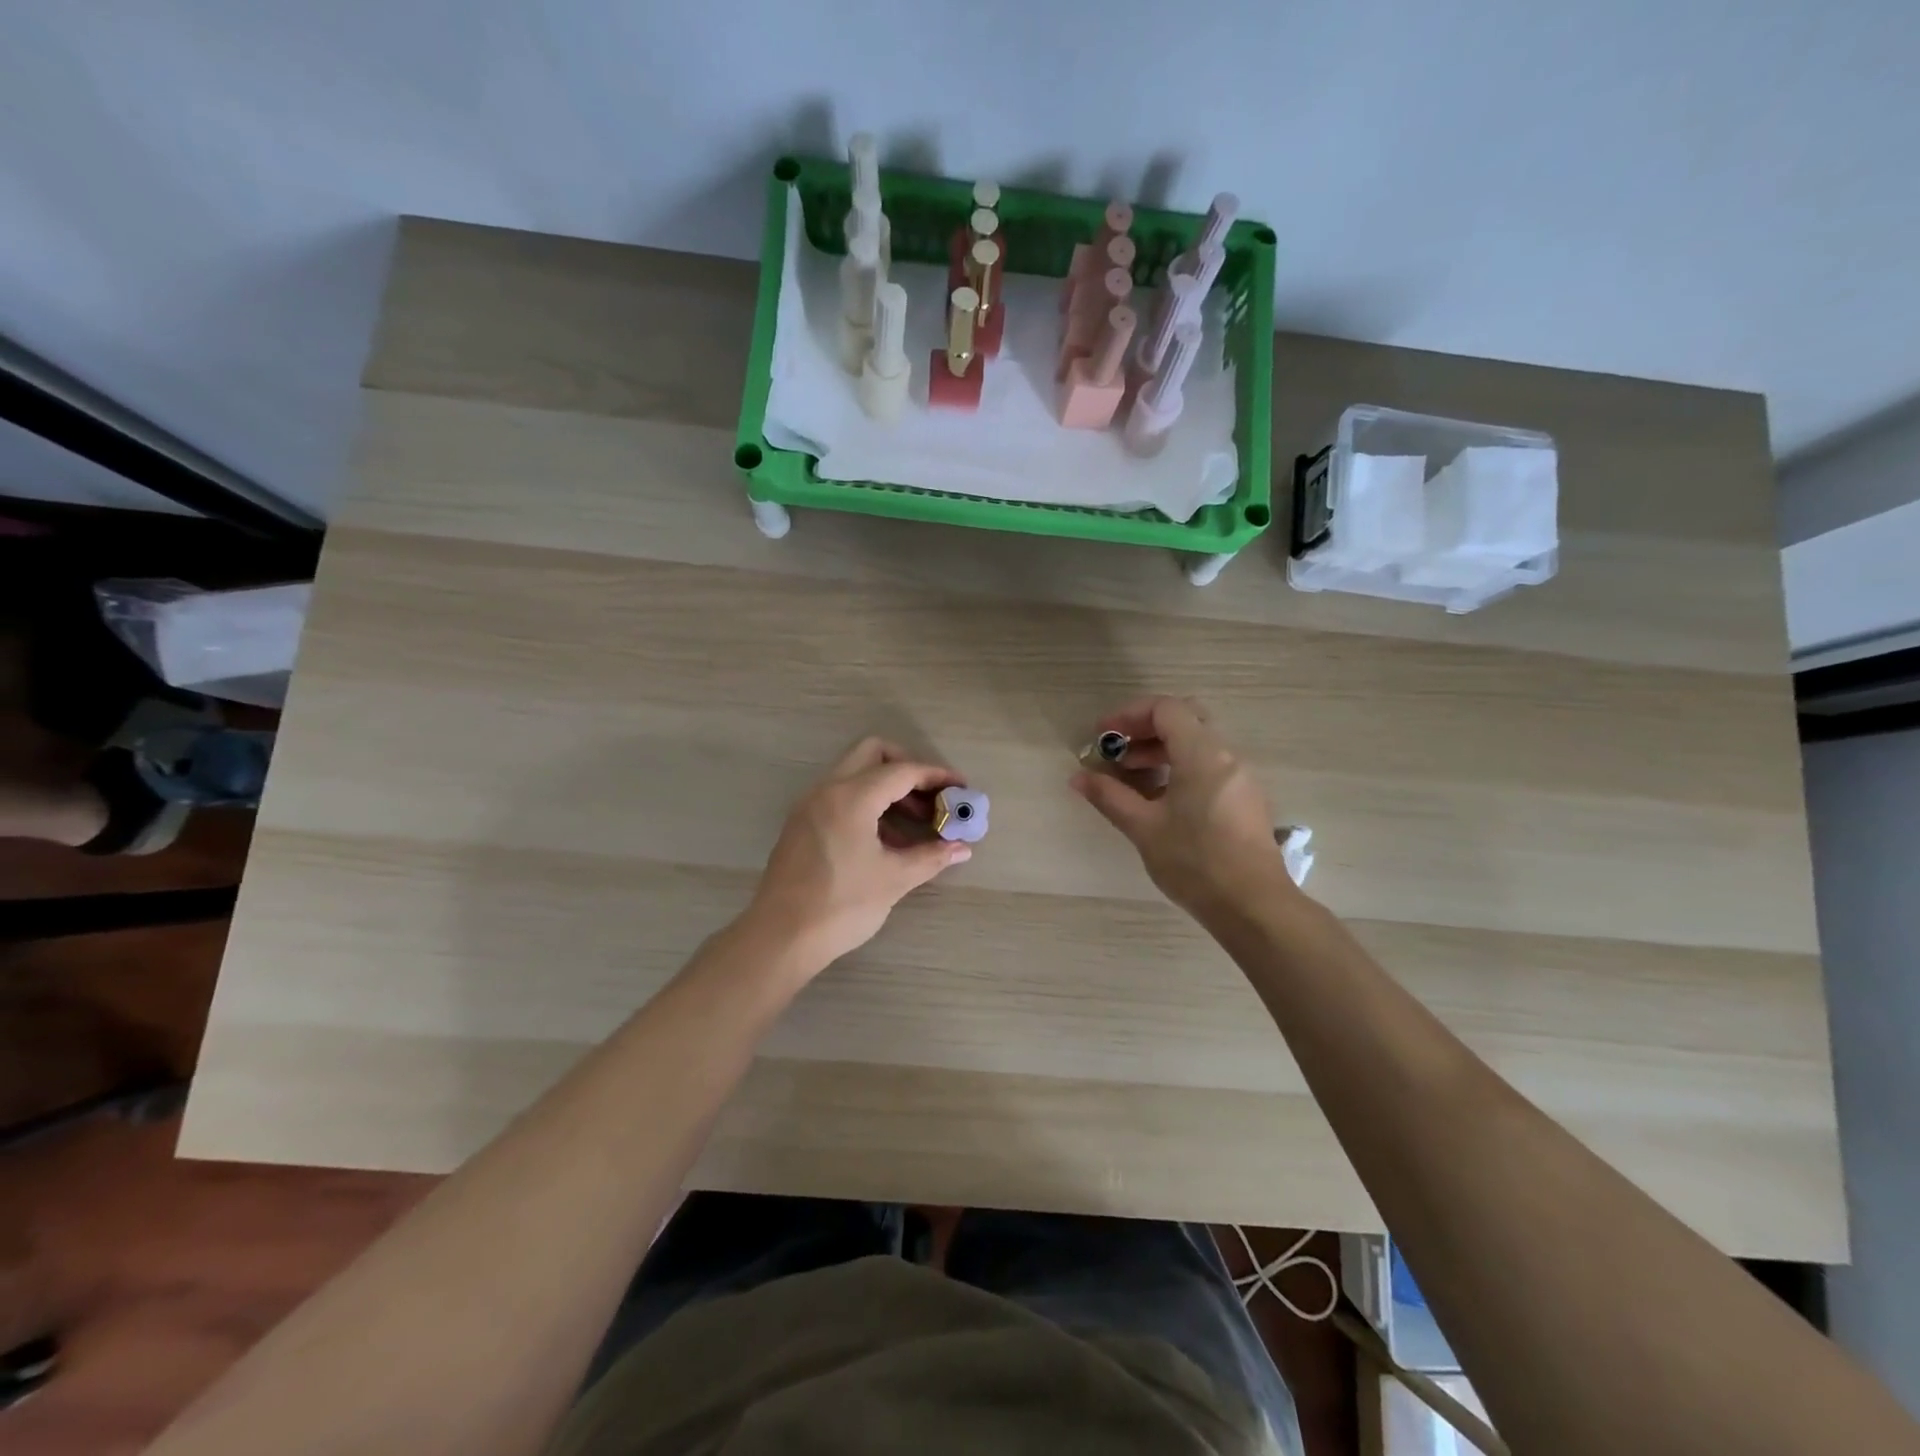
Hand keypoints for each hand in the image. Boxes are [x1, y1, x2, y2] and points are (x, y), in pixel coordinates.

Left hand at [745, 737, 972, 976]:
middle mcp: (827, 790)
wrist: (780, 938)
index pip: (902, 771)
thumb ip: (931, 857)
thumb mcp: (893, 880)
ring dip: (888, 788)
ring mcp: (810, 805)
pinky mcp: (802, 823)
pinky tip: (888, 839)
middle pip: (873, 753)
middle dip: (908, 768)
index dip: (936, 776)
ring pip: (855, 774)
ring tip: (917, 823)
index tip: (961, 789)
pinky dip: (868, 803)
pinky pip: (841, 796)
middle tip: (932, 796)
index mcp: (851, 797)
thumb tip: (962, 848)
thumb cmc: (841, 906)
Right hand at [1071, 696, 1293, 919]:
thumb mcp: (1144, 827)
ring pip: (1198, 744)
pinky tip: (1160, 800)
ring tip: (1131, 779)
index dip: (1128, 715)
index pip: (1165, 709)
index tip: (1102, 737)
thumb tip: (1078, 777)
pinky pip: (1209, 766)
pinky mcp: (1245, 799)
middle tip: (1117, 753)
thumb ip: (1109, 796)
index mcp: (1202, 754)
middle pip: (1184, 720)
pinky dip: (1180, 768)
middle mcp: (1226, 756)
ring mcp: (1240, 777)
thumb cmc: (1195, 862)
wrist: (1253, 906)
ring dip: (1161, 751)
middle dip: (1145, 730)